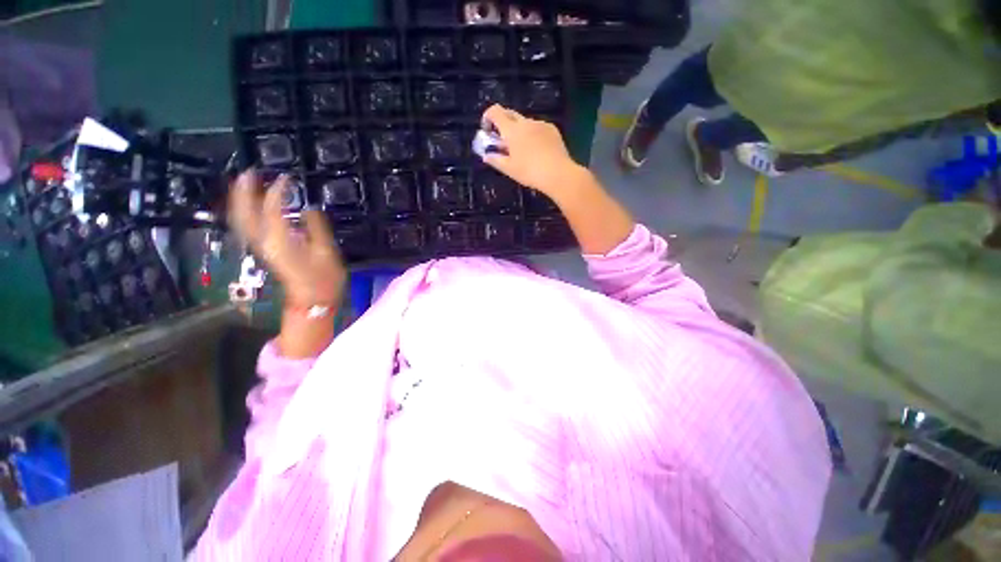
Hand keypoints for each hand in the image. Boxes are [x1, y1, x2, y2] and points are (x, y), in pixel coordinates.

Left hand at [228, 170, 345, 308]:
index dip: (278, 190)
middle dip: (244, 190)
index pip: (271, 208)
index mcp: (280, 240)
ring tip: (246, 184)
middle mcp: (263, 241)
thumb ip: (316, 227)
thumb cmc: (324, 278)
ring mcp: (260, 247)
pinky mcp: (263, 250)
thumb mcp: (326, 251)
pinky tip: (251, 206)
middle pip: (244, 212)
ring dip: (240, 200)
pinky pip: (246, 226)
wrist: (311, 301)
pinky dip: (244, 212)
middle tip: (251, 173)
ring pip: (240, 219)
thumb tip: (308, 208)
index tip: (288, 178)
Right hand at [480, 105, 581, 198]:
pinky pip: (538, 127)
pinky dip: (533, 134)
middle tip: (503, 139)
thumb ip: (495, 160)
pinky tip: (537, 149)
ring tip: (522, 148)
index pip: (495, 112)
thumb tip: (486, 155)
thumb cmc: (530, 172)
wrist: (558, 173)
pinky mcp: (552, 129)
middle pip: (510, 113)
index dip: (488, 117)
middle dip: (503, 122)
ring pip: (525, 122)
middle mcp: (525, 122)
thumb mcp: (509, 169)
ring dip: (519, 130)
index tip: (487, 129)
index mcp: (512, 130)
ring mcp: (540, 124)